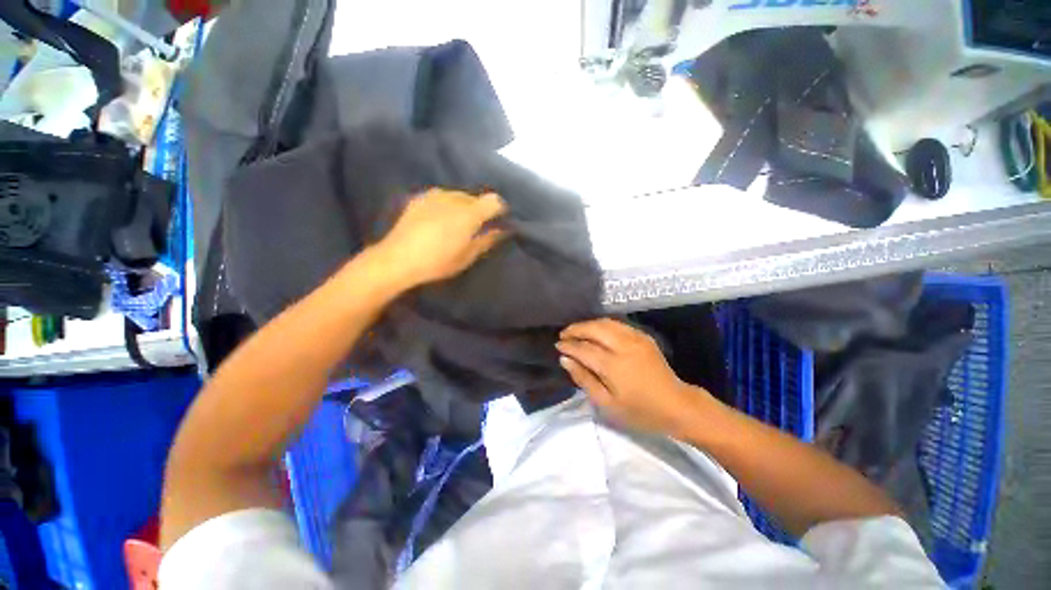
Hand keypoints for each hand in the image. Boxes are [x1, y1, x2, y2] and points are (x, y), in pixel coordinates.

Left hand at [375, 189, 508, 288]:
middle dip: (480, 209)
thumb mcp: (467, 256)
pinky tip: (438, 219)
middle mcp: (454, 198)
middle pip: (476, 197)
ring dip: (463, 206)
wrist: (397, 259)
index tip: (499, 220)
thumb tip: (502, 230)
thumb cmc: (437, 262)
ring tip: (456, 223)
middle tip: (476, 227)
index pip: (494, 200)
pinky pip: (441, 196)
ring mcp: (435, 195)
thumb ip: (487, 240)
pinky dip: (446, 205)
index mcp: (469, 214)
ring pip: (458, 196)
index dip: (500, 209)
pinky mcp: (419, 197)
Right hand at [556, 318, 716, 438]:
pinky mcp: (643, 336)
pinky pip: (617, 324)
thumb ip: (584, 379)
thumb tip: (565, 360)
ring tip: (576, 331)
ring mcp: (635, 338)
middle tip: (563, 335)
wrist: (677, 405)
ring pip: (605, 322)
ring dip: (588, 324)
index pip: (583, 348)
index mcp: (613, 365)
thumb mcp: (607, 404)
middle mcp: (623, 346)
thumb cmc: (639, 411)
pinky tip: (596, 331)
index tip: (558, 346)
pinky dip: (602, 324)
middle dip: (575, 329)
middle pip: (593, 329)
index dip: (568, 345)